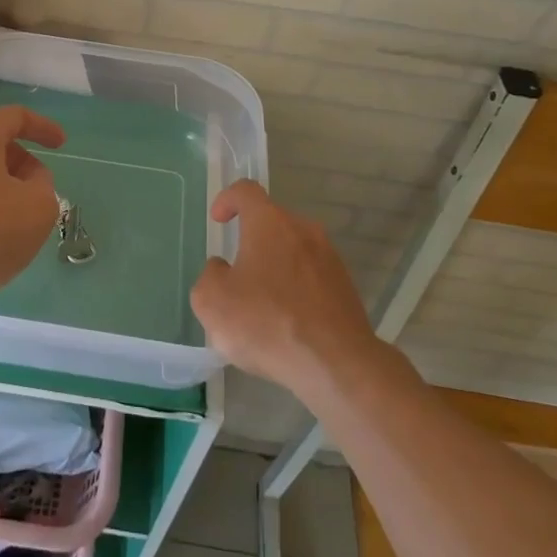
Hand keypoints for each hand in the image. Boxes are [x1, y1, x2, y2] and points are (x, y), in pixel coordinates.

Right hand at [191, 180, 375, 396]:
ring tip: (262, 305)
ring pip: (294, 251)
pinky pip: (312, 278)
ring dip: (276, 268)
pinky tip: (287, 324)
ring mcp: (330, 259)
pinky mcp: (346, 288)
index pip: (246, 191)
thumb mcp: (212, 302)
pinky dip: (296, 291)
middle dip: (252, 242)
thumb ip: (209, 276)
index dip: (228, 199)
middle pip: (272, 223)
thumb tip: (223, 269)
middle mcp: (303, 230)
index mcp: (269, 224)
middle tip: (237, 275)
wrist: (336, 364)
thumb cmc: (267, 323)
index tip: (219, 220)